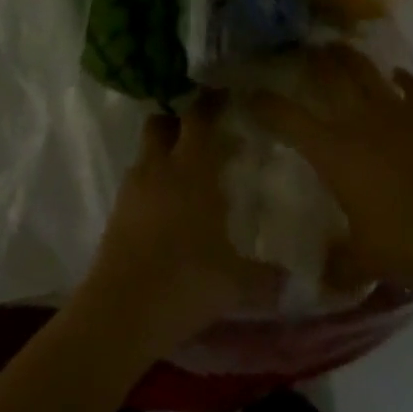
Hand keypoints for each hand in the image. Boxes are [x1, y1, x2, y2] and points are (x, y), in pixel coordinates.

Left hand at [78, 97, 283, 352]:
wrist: (119, 314)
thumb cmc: (185, 281)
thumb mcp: (235, 283)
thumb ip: (266, 277)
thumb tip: (297, 282)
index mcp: (192, 167)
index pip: (199, 116)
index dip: (210, 103)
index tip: (226, 97)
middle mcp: (160, 167)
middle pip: (162, 123)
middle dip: (179, 122)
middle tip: (203, 136)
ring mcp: (133, 188)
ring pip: (146, 153)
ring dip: (162, 155)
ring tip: (185, 175)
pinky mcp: (115, 214)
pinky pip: (135, 184)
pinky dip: (149, 186)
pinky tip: (165, 211)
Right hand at [246, 45, 412, 300]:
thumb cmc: (403, 248)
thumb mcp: (361, 260)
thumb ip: (337, 262)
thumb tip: (321, 276)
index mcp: (335, 152)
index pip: (289, 119)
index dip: (266, 104)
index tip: (251, 94)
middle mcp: (360, 121)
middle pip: (330, 76)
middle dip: (312, 60)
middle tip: (301, 50)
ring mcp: (397, 112)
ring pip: (366, 71)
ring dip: (350, 57)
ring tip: (338, 47)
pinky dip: (403, 79)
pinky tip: (397, 76)